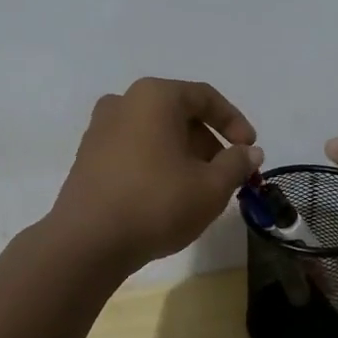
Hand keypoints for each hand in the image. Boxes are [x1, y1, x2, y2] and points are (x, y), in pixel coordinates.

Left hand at [49, 78, 262, 272]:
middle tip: (226, 175)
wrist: (87, 242)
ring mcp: (100, 128)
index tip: (249, 149)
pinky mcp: (88, 156)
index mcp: (154, 96)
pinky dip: (156, 162)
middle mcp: (124, 102)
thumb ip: (236, 164)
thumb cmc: (156, 203)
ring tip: (198, 189)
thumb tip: (249, 152)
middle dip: (208, 142)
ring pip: (155, 132)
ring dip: (183, 154)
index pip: (205, 97)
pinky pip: (133, 148)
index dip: (234, 122)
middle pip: (178, 114)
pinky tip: (166, 195)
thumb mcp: (210, 187)